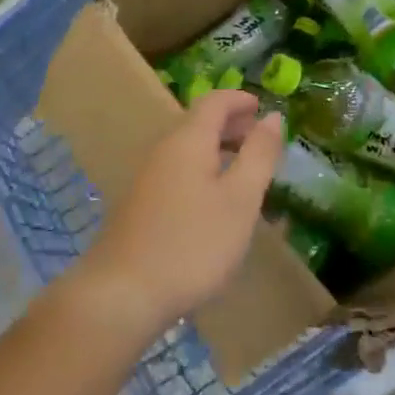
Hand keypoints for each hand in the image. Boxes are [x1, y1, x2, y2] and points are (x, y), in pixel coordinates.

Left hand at [75, 90, 284, 336]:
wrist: (122, 294)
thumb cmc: (191, 243)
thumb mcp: (239, 200)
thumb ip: (258, 155)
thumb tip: (272, 116)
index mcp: (188, 140)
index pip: (214, 102)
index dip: (239, 100)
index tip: (262, 107)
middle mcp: (164, 150)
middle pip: (199, 123)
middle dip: (231, 125)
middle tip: (260, 139)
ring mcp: (147, 178)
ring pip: (188, 149)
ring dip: (218, 150)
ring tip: (244, 171)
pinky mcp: (140, 206)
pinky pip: (178, 172)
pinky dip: (203, 171)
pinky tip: (214, 202)